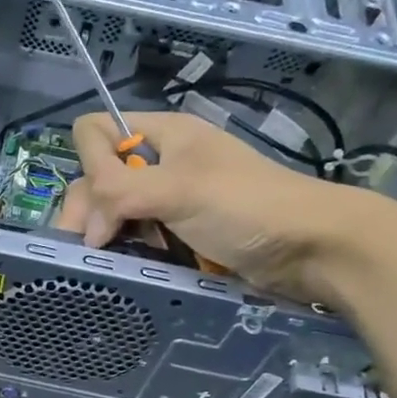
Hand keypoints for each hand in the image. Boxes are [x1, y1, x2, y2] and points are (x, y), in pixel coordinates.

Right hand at [55, 110, 396, 301]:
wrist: (311, 248)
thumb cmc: (246, 206)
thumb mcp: (178, 189)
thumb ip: (119, 190)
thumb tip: (85, 225)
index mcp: (163, 135)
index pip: (98, 132)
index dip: (89, 163)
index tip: (101, 204)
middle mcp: (162, 163)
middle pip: (100, 176)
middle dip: (90, 209)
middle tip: (91, 247)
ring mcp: (171, 200)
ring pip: (116, 210)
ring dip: (106, 234)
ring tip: (106, 261)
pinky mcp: (180, 232)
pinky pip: (138, 236)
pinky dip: (128, 249)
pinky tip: (127, 265)